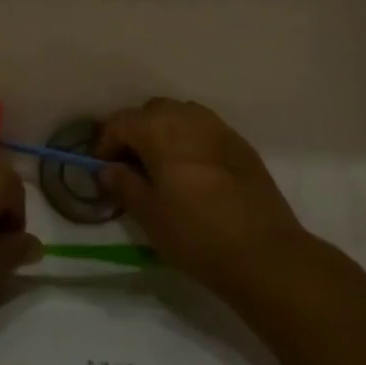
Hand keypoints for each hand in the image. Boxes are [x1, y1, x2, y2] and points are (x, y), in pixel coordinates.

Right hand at [97, 99, 307, 296]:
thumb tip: (107, 169)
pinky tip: (191, 172)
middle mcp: (188, 117)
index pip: (120, 122)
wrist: (264, 253)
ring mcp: (219, 128)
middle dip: (135, 132)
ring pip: (180, 116)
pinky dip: (189, 141)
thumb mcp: (149, 214)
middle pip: (151, 112)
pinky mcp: (240, 144)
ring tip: (160, 166)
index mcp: (160, 129)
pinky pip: (205, 130)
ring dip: (163, 132)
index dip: (104, 143)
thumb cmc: (196, 234)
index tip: (101, 169)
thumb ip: (124, 185)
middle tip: (128, 166)